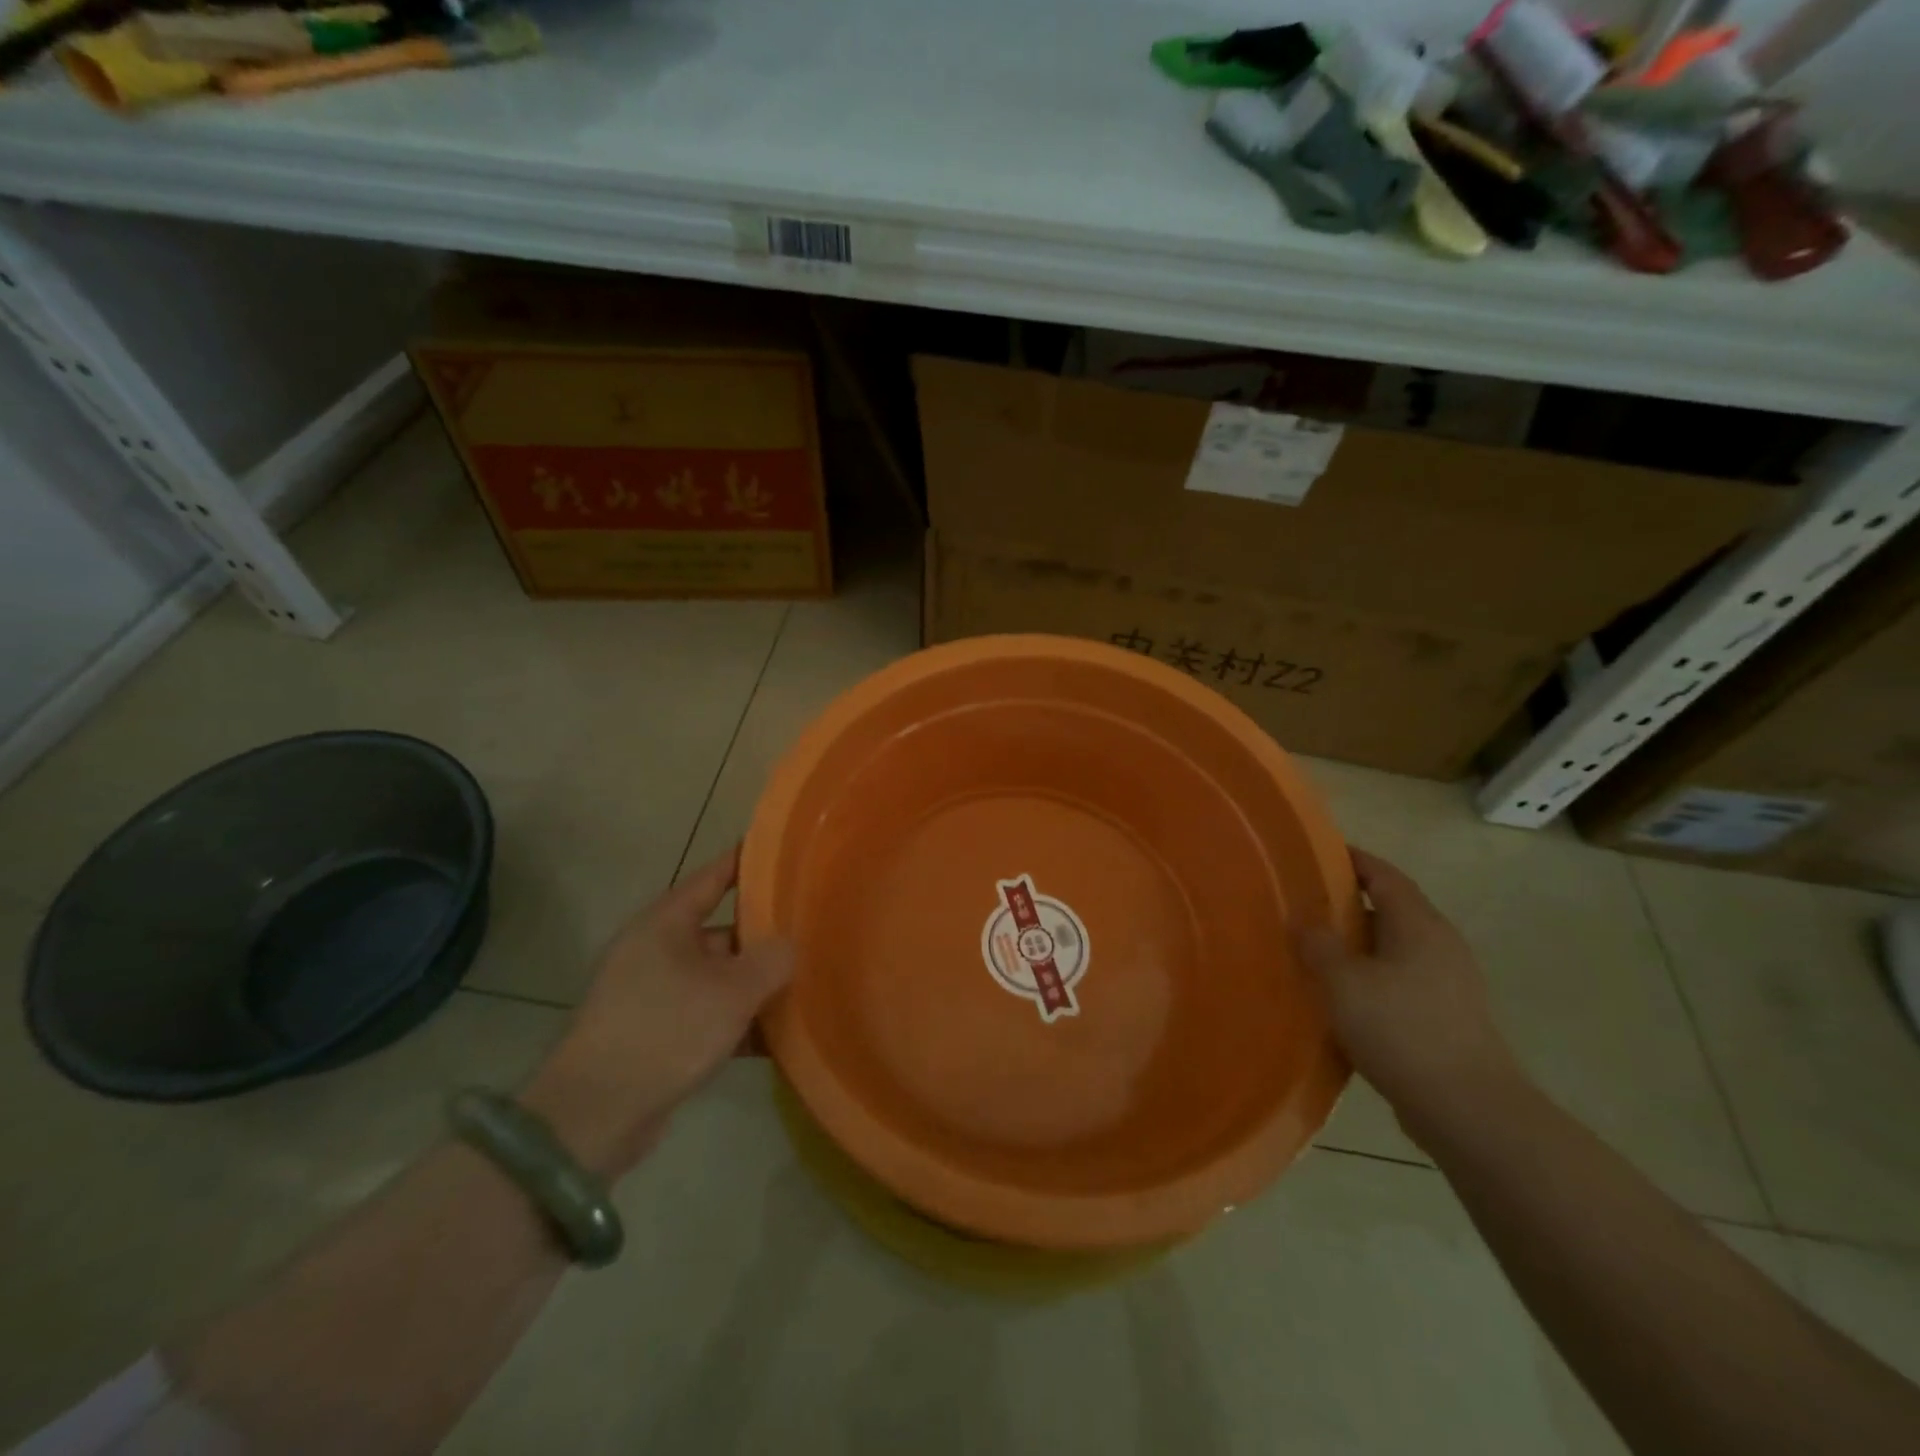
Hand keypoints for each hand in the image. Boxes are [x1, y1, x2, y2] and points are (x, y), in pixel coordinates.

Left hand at [521, 846, 793, 1178]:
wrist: (595, 1114)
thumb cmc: (666, 1030)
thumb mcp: (732, 991)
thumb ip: (772, 960)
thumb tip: (790, 946)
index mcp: (666, 924)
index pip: (713, 877)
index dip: (747, 862)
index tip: (783, 851)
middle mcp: (657, 951)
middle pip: (722, 931)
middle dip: (765, 936)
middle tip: (812, 932)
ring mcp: (654, 994)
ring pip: (718, 977)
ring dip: (755, 985)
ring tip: (806, 985)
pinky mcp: (657, 1035)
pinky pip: (708, 1015)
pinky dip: (738, 1023)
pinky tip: (777, 1038)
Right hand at [1296, 849, 1521, 1141]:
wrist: (1468, 1109)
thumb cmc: (1401, 1029)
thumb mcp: (1343, 982)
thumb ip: (1318, 944)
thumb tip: (1303, 918)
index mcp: (1419, 924)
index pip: (1383, 875)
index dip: (1351, 860)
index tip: (1316, 853)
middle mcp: (1439, 944)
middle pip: (1391, 909)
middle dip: (1348, 905)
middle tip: (1303, 906)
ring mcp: (1450, 982)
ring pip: (1395, 948)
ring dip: (1358, 945)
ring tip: (1316, 952)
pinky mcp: (1449, 1016)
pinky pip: (1401, 980)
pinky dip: (1371, 977)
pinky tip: (1343, 998)